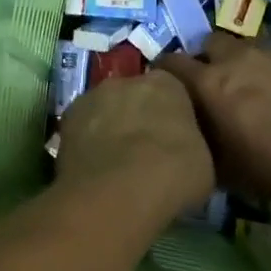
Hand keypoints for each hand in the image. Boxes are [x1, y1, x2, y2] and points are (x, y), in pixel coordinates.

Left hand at [58, 71, 213, 219]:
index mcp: (167, 83)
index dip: (173, 115)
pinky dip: (87, 143)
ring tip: (116, 165)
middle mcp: (127, 80)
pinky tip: (94, 170)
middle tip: (145, 152)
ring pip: (105, 110)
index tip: (175, 139)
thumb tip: (184, 150)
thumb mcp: (204, 162)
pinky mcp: (66, 120)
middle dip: (139, 117)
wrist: (119, 191)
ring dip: (110, 128)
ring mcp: (92, 96)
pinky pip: (83, 129)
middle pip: (135, 96)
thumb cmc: (173, 172)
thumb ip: (192, 144)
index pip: (172, 90)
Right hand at [158, 34, 270, 206]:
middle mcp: (238, 58)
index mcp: (210, 83)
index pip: (172, 62)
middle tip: (220, 81)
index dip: (168, 69)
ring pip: (252, 47)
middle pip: (213, 42)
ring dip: (249, 63)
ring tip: (262, 88)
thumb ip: (204, 139)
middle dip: (212, 57)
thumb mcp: (224, 166)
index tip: (169, 81)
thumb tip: (195, 134)